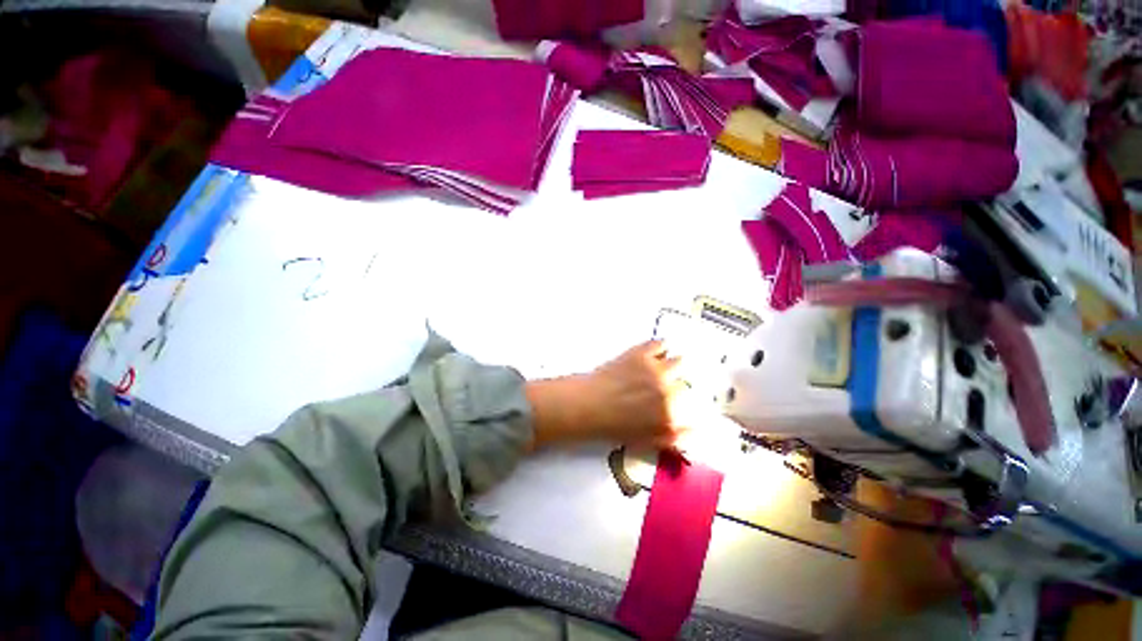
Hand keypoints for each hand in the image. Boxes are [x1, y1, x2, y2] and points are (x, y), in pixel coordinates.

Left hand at [526, 341, 683, 448]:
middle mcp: (669, 392)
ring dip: (672, 364)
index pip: (693, 406)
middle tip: (662, 384)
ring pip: (679, 362)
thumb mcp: (645, 441)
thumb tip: (696, 431)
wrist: (586, 404)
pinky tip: (655, 350)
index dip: (683, 402)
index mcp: (671, 416)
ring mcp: (656, 370)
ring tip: (661, 365)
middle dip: (677, 383)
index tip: (676, 398)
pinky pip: (661, 344)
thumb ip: (674, 438)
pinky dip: (660, 346)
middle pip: (685, 382)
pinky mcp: (642, 354)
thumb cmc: (611, 427)